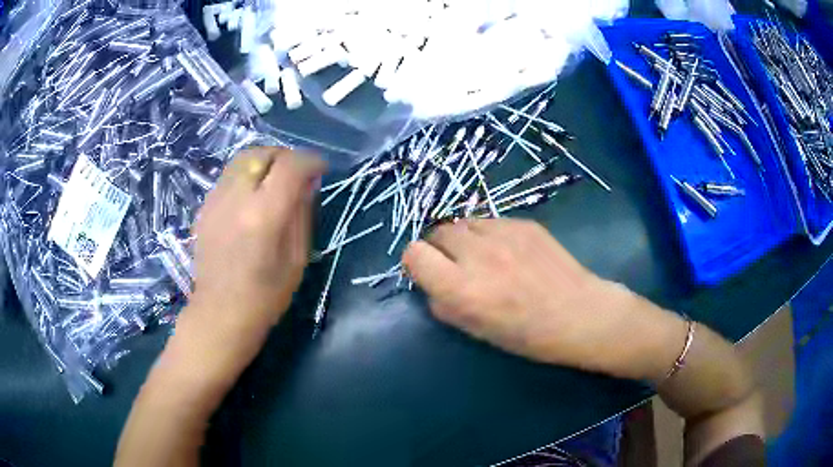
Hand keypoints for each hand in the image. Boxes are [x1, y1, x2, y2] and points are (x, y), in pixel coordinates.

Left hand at [189, 148, 324, 339]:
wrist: (219, 313)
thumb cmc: (265, 295)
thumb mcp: (297, 259)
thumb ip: (302, 214)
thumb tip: (307, 183)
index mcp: (264, 215)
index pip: (290, 166)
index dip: (310, 161)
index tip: (320, 170)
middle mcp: (236, 198)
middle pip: (262, 152)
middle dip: (284, 156)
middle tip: (295, 173)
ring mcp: (215, 200)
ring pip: (241, 159)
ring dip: (263, 162)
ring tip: (273, 181)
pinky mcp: (204, 208)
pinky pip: (228, 177)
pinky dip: (245, 177)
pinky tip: (250, 199)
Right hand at [403, 218, 681, 379]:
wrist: (580, 314)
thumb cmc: (529, 335)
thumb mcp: (477, 331)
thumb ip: (445, 304)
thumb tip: (431, 283)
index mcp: (461, 288)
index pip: (414, 254)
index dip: (417, 262)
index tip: (428, 272)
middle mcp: (477, 254)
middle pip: (436, 232)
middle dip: (439, 248)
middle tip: (457, 265)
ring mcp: (503, 233)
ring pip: (463, 223)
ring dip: (463, 239)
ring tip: (483, 256)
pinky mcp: (524, 223)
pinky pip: (490, 221)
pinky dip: (489, 234)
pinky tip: (510, 252)